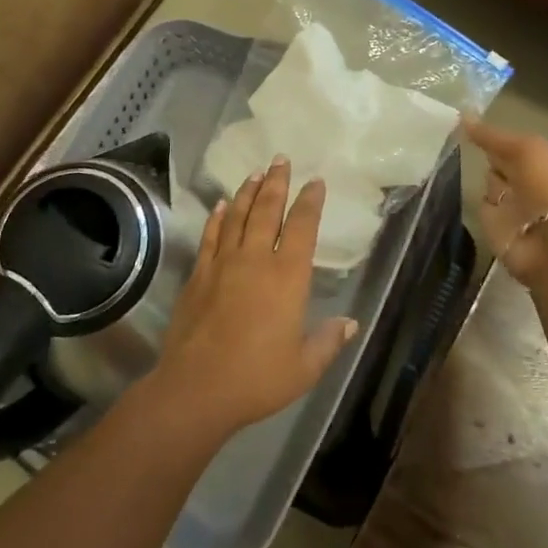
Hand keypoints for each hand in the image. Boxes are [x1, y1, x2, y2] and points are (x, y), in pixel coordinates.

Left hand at [143, 157, 356, 442]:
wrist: (197, 387)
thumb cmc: (257, 379)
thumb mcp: (304, 367)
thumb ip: (328, 342)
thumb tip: (350, 323)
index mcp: (287, 278)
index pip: (302, 227)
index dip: (310, 202)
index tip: (315, 182)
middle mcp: (255, 260)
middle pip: (266, 210)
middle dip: (276, 182)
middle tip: (280, 159)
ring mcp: (222, 264)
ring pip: (236, 216)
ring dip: (246, 192)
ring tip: (255, 172)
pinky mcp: (198, 274)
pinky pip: (210, 236)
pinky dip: (217, 217)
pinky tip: (220, 205)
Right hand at [464, 116, 547, 288]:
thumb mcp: (524, 149)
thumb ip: (491, 135)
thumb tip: (463, 114)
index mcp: (544, 159)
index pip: (513, 143)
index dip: (493, 135)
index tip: (465, 122)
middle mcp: (528, 179)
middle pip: (499, 161)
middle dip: (484, 153)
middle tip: (454, 138)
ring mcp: (513, 204)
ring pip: (489, 182)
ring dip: (479, 176)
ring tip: (454, 162)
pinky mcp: (497, 225)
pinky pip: (482, 205)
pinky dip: (475, 199)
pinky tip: (459, 188)